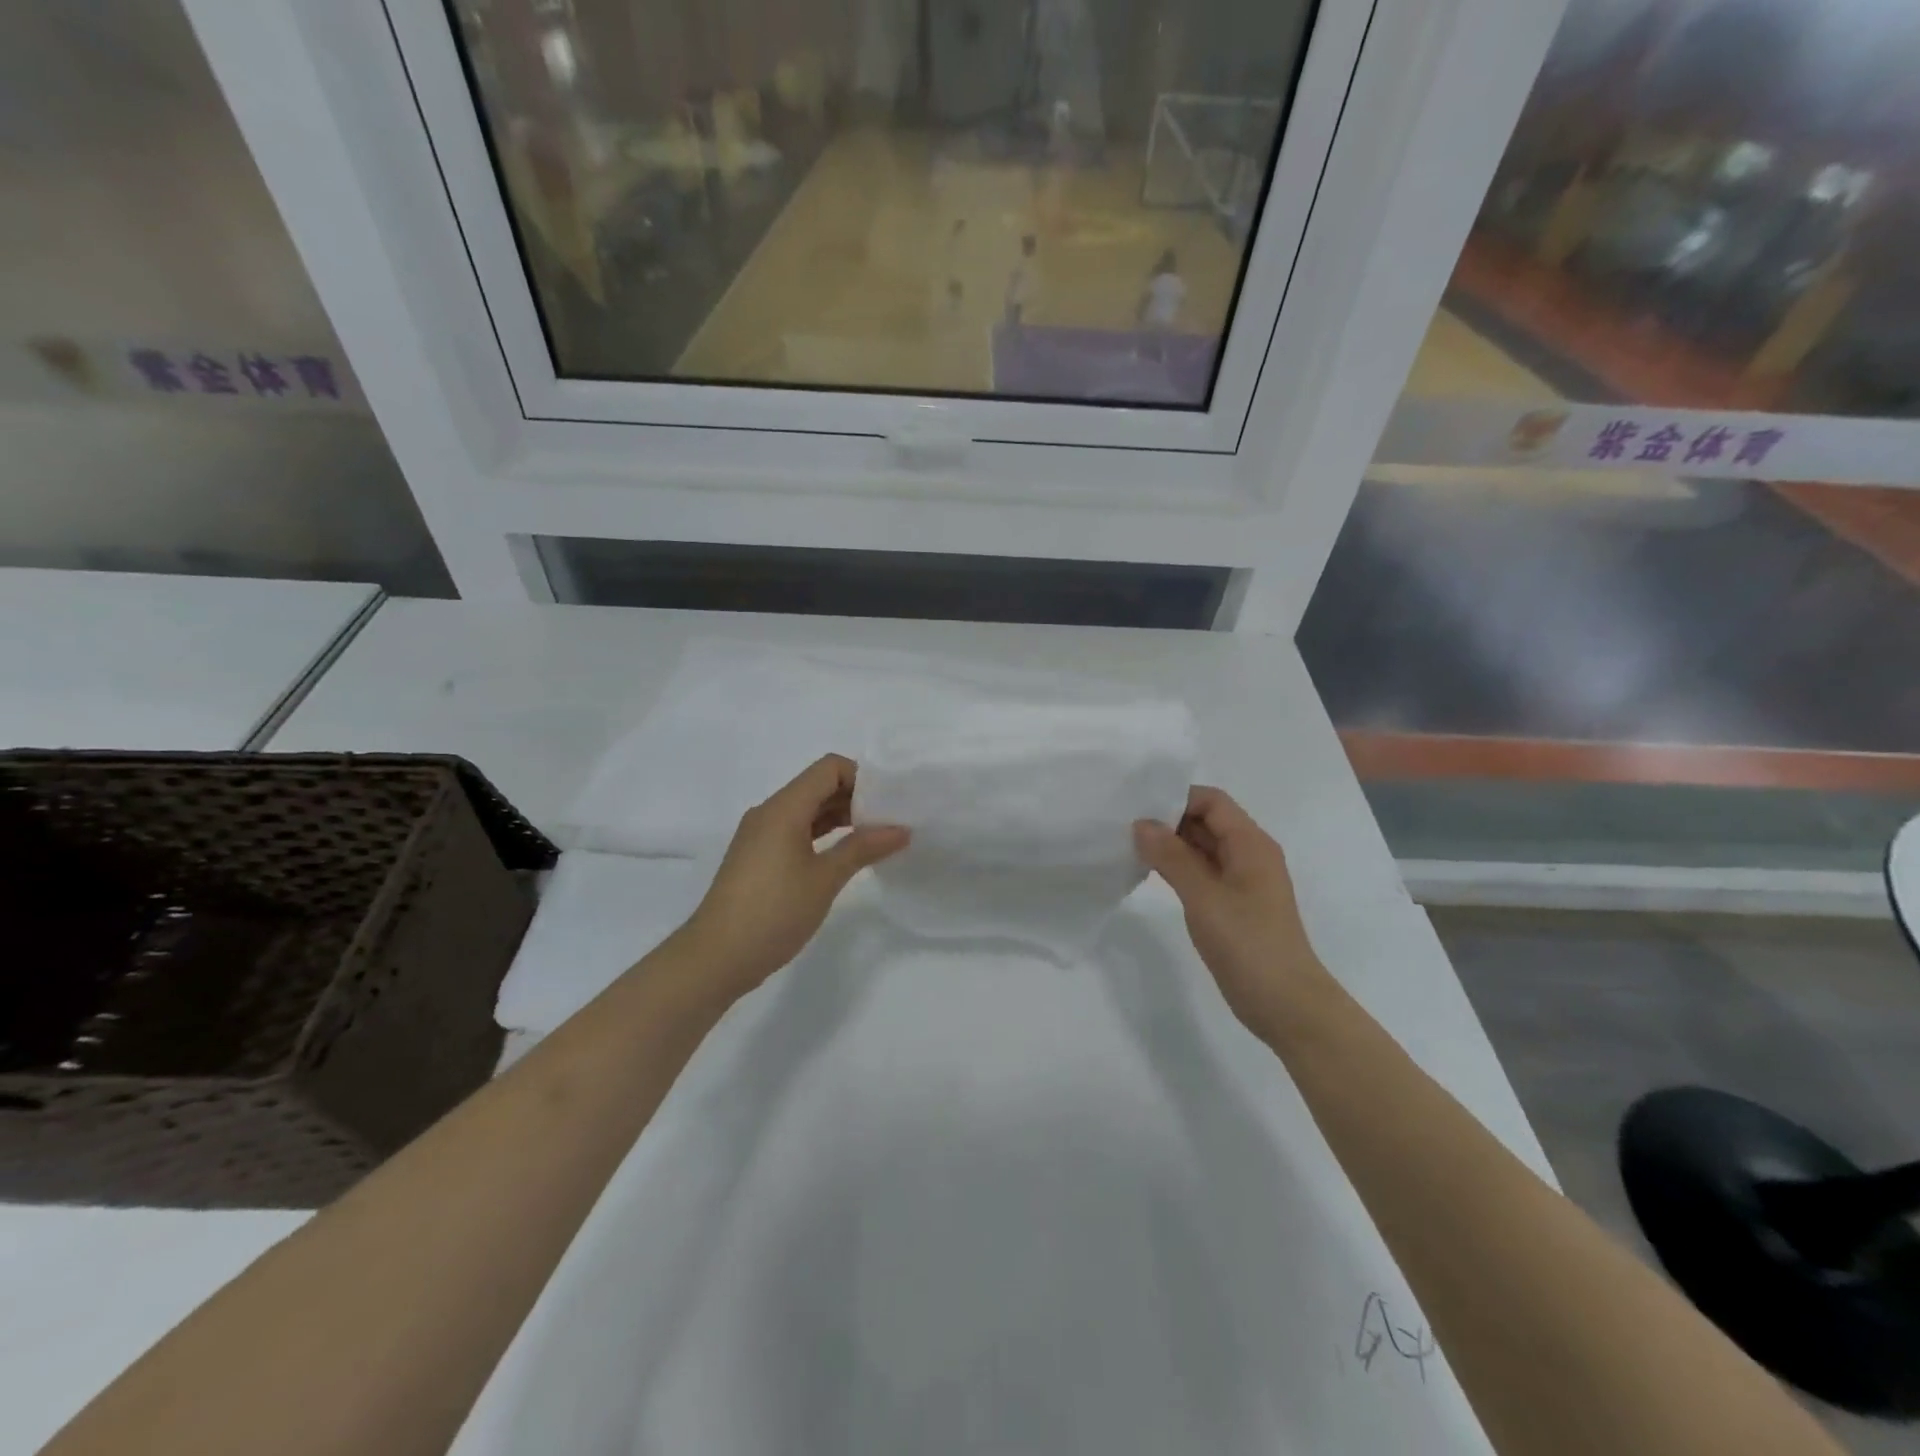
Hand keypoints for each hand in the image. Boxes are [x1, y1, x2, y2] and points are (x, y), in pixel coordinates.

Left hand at [681, 754, 908, 1000]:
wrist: (716, 957)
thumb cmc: (774, 912)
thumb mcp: (825, 879)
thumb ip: (863, 848)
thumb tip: (901, 829)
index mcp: (784, 808)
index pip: (829, 768)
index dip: (862, 777)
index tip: (889, 802)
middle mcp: (769, 812)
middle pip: (818, 785)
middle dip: (855, 797)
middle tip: (890, 820)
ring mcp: (760, 835)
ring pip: (806, 809)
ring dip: (840, 817)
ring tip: (875, 837)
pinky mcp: (757, 856)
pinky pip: (795, 830)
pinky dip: (822, 834)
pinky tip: (844, 855)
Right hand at [1133, 787, 1321, 1036]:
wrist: (1286, 1004)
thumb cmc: (1249, 944)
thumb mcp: (1204, 897)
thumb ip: (1171, 857)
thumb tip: (1141, 824)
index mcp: (1251, 844)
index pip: (1211, 801)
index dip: (1177, 798)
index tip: (1138, 807)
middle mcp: (1249, 854)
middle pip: (1206, 821)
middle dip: (1168, 820)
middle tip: (1125, 826)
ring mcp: (1241, 881)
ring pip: (1202, 847)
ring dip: (1170, 844)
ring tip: (1130, 846)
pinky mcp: (1232, 904)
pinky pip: (1202, 871)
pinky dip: (1177, 867)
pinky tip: (1149, 873)